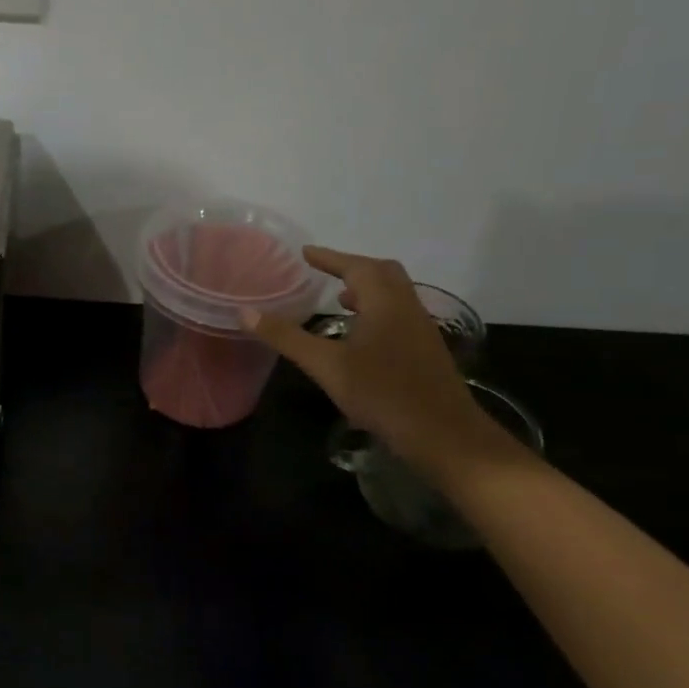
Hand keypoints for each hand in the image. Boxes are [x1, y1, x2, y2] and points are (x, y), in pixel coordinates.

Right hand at [242, 247, 513, 474]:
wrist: (444, 434)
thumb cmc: (382, 393)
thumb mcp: (326, 366)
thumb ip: (286, 337)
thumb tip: (245, 312)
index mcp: (385, 303)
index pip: (357, 267)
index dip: (330, 257)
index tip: (305, 253)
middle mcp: (408, 308)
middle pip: (383, 273)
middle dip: (352, 267)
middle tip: (324, 272)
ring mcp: (421, 330)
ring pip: (395, 294)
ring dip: (367, 289)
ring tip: (339, 299)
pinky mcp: (426, 351)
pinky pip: (399, 314)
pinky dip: (377, 310)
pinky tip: (361, 335)